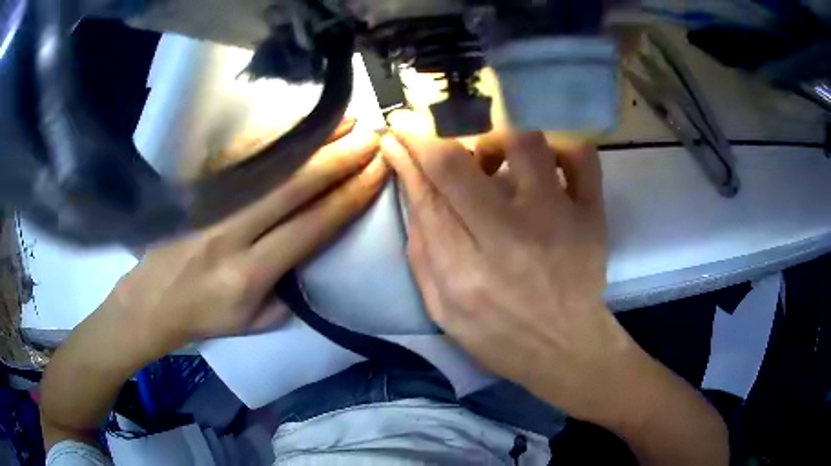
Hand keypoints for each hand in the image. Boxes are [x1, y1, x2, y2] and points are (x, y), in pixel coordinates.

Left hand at [109, 122, 387, 348]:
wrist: (153, 299)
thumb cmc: (208, 316)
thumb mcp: (256, 322)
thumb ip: (290, 291)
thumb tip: (317, 248)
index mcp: (250, 274)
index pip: (311, 227)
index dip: (349, 197)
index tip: (378, 173)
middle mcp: (231, 234)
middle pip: (293, 187)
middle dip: (339, 158)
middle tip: (373, 138)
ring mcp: (211, 205)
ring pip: (268, 163)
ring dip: (312, 138)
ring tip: (346, 120)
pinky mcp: (198, 189)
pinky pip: (239, 155)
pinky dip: (273, 134)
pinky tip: (298, 122)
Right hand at [381, 111, 633, 422]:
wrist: (565, 348)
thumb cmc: (497, 335)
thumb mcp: (441, 306)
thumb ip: (421, 244)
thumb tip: (409, 180)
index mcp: (465, 271)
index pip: (426, 190)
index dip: (408, 150)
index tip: (398, 130)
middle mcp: (511, 237)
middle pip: (460, 161)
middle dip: (434, 132)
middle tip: (433, 134)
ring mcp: (559, 220)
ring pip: (522, 141)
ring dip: (495, 138)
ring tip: (492, 159)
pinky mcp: (592, 214)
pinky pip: (580, 155)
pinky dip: (557, 145)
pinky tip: (543, 163)